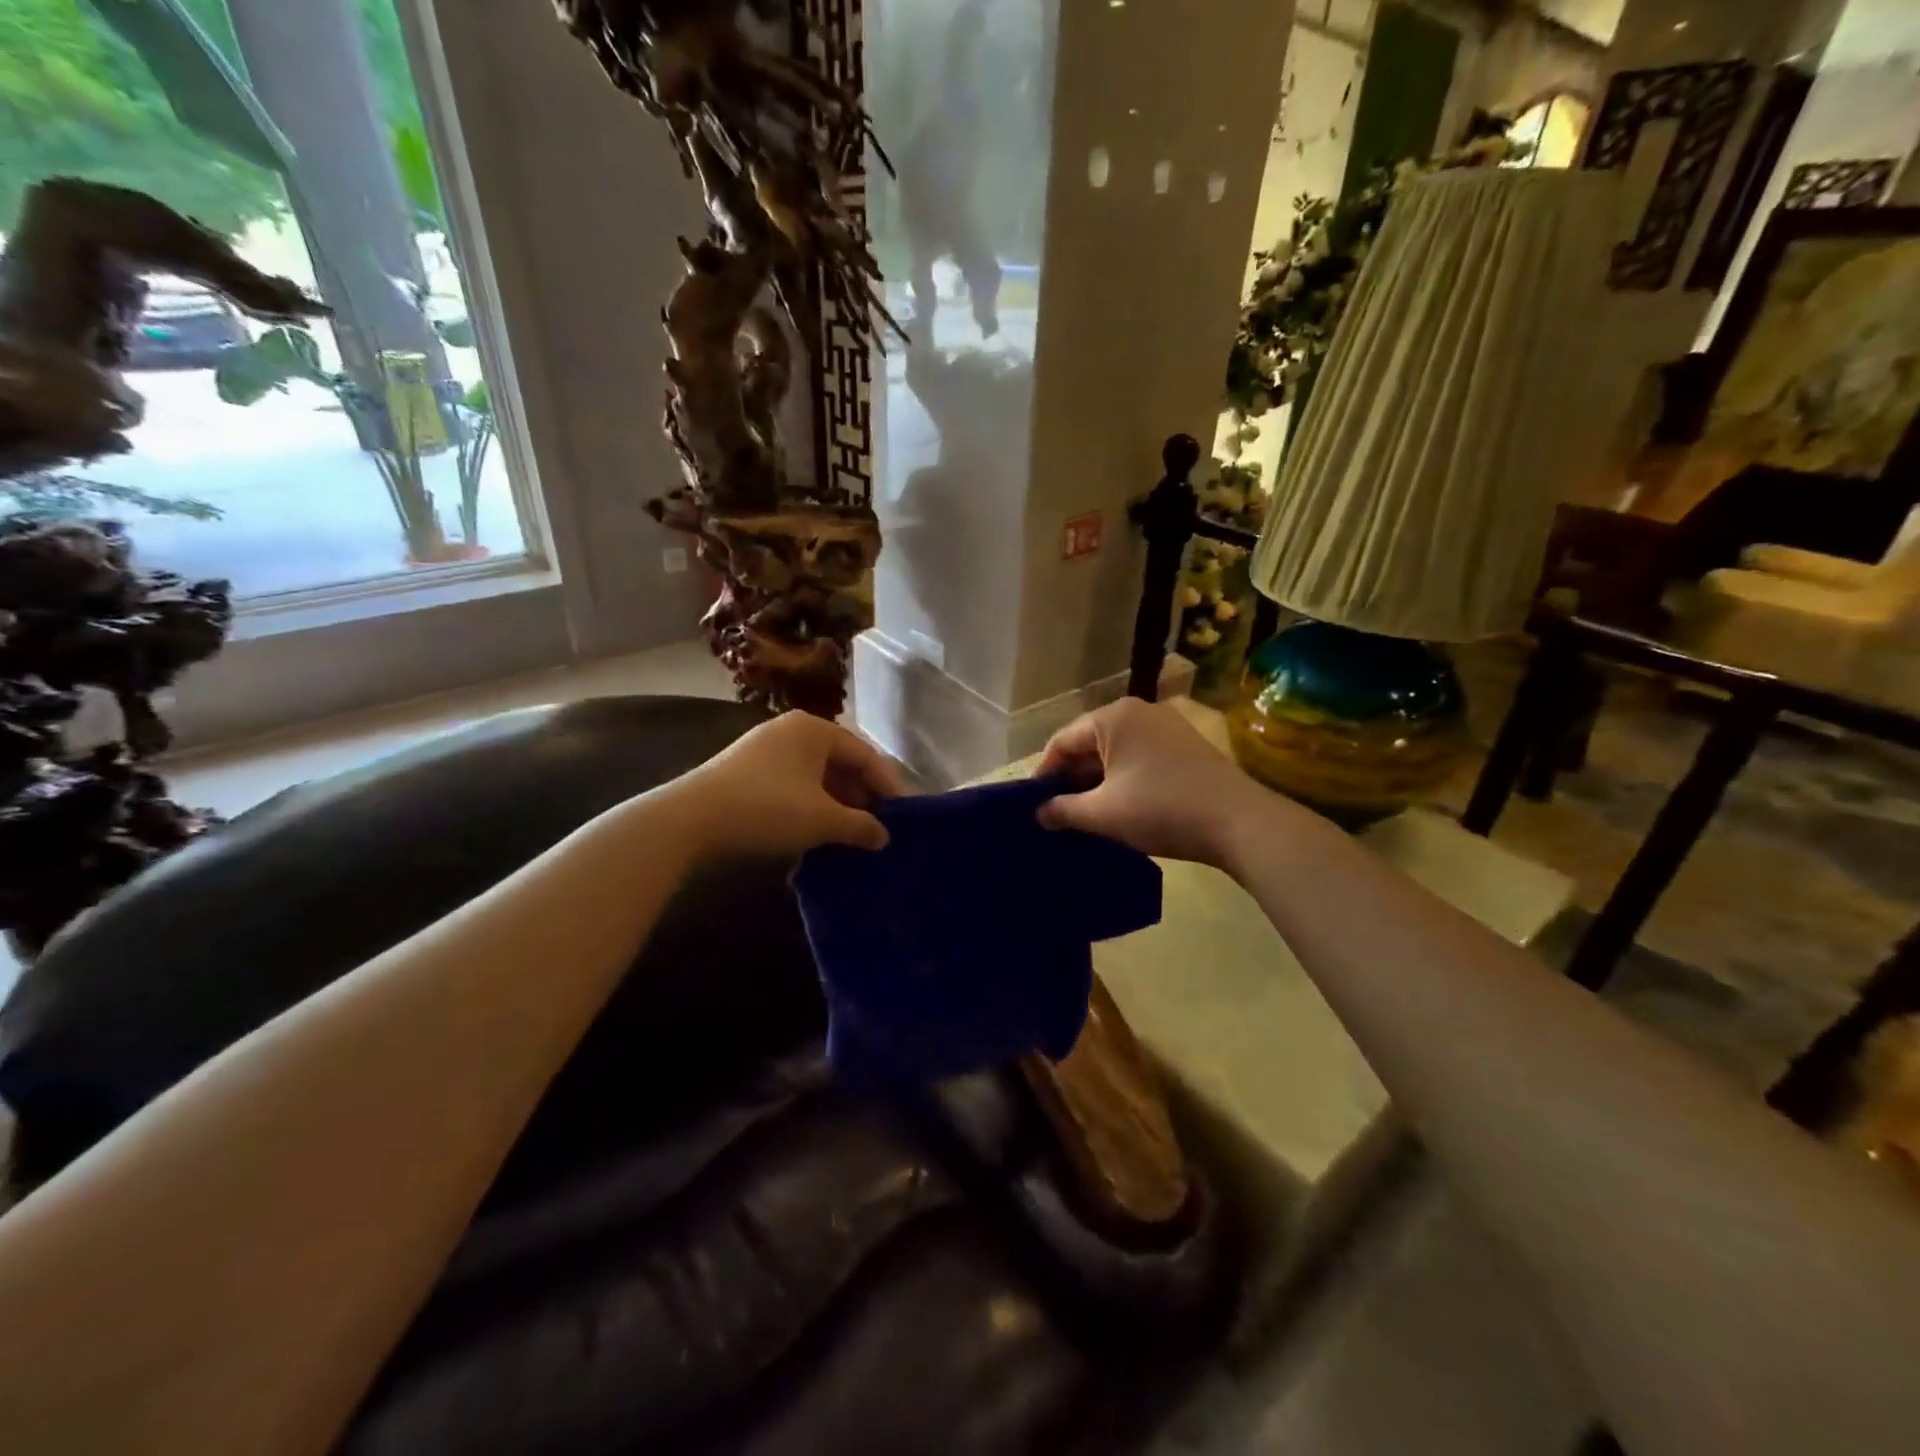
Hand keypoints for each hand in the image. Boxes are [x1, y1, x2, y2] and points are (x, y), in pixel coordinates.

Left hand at [669, 711, 907, 859]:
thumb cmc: (767, 809)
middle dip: (862, 796)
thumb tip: (883, 836)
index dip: (888, 787)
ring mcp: (766, 749)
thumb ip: (860, 826)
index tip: (904, 816)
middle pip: (841, 763)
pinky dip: (812, 805)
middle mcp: (792, 730)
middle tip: (879, 828)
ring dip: (837, 804)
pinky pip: (794, 784)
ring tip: (852, 834)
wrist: (689, 820)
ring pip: (816, 776)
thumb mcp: (822, 820)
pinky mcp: (746, 771)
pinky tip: (817, 831)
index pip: (866, 755)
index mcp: (815, 729)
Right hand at [1037, 698, 1290, 867]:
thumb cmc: (1161, 809)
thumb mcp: (1103, 813)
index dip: (1044, 774)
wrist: (1239, 822)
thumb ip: (1063, 810)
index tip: (1034, 805)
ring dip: (1098, 781)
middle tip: (1058, 813)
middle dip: (1072, 778)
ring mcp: (1166, 726)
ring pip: (1116, 752)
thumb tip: (1039, 813)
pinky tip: (1122, 806)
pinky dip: (1124, 778)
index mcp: (1113, 717)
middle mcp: (1139, 711)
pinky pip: (1140, 757)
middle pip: (1089, 743)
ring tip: (1087, 814)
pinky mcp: (1186, 746)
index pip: (1062, 741)